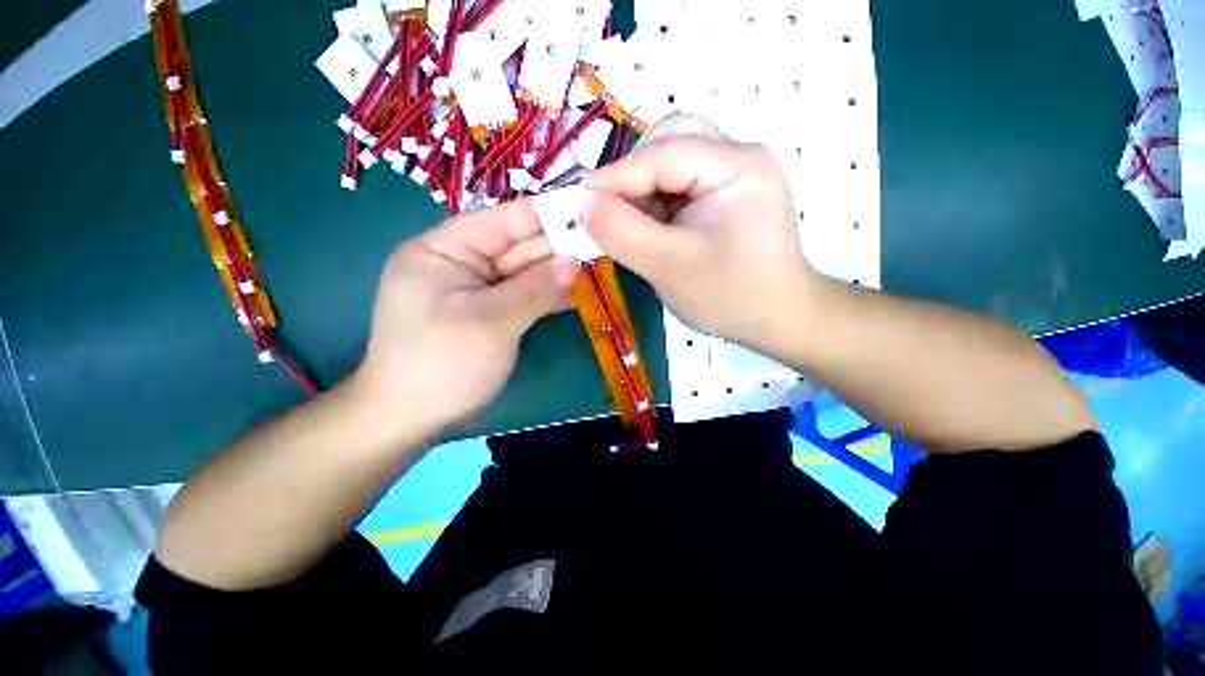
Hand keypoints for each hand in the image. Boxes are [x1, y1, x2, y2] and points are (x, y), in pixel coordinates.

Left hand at [351, 200, 577, 441]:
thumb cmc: (442, 365)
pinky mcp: (492, 312)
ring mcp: (479, 290)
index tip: (587, 207)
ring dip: (559, 272)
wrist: (412, 419)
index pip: (503, 220)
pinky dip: (550, 296)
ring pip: (526, 273)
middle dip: (560, 246)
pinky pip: (525, 296)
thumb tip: (575, 262)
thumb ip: (534, 289)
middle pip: (518, 246)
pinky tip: (579, 294)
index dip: (546, 212)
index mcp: (444, 249)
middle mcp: (462, 262)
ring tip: (599, 266)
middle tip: (604, 242)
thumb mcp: (490, 322)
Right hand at [581, 114, 817, 355]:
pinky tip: (652, 229)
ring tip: (633, 228)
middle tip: (610, 214)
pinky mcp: (728, 193)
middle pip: (670, 141)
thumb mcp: (667, 266)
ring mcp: (736, 173)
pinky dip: (657, 202)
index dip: (613, 177)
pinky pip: (681, 183)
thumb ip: (620, 231)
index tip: (575, 202)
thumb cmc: (729, 297)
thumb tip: (579, 203)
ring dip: (642, 190)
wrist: (777, 319)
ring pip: (672, 161)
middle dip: (632, 176)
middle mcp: (740, 156)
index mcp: (737, 166)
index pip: (662, 153)